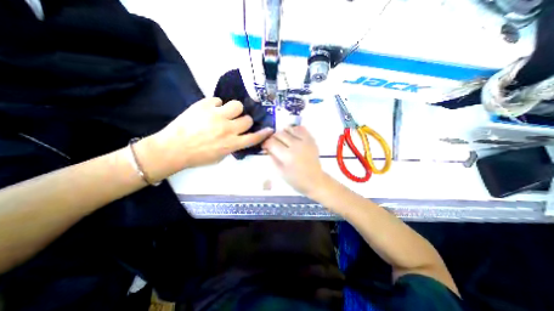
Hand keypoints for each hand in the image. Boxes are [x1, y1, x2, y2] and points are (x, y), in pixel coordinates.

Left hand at [137, 96, 273, 179]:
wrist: (173, 148)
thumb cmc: (197, 156)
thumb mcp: (220, 157)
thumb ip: (232, 146)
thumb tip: (239, 137)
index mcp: (231, 144)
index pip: (253, 137)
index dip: (263, 133)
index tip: (269, 129)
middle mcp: (228, 129)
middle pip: (247, 119)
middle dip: (244, 121)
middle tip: (235, 122)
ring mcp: (217, 116)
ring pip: (237, 105)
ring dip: (234, 110)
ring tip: (225, 113)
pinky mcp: (205, 105)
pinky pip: (218, 100)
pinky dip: (216, 105)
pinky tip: (209, 111)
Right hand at [261, 125, 324, 194]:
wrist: (314, 180)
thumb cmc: (296, 179)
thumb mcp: (280, 172)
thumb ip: (272, 157)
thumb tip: (267, 147)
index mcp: (287, 156)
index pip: (271, 142)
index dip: (266, 143)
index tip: (265, 146)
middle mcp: (296, 145)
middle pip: (279, 134)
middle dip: (273, 138)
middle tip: (273, 144)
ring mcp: (305, 141)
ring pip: (289, 128)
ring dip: (283, 133)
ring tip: (283, 140)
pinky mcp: (311, 139)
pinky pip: (300, 128)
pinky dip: (294, 130)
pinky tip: (292, 136)